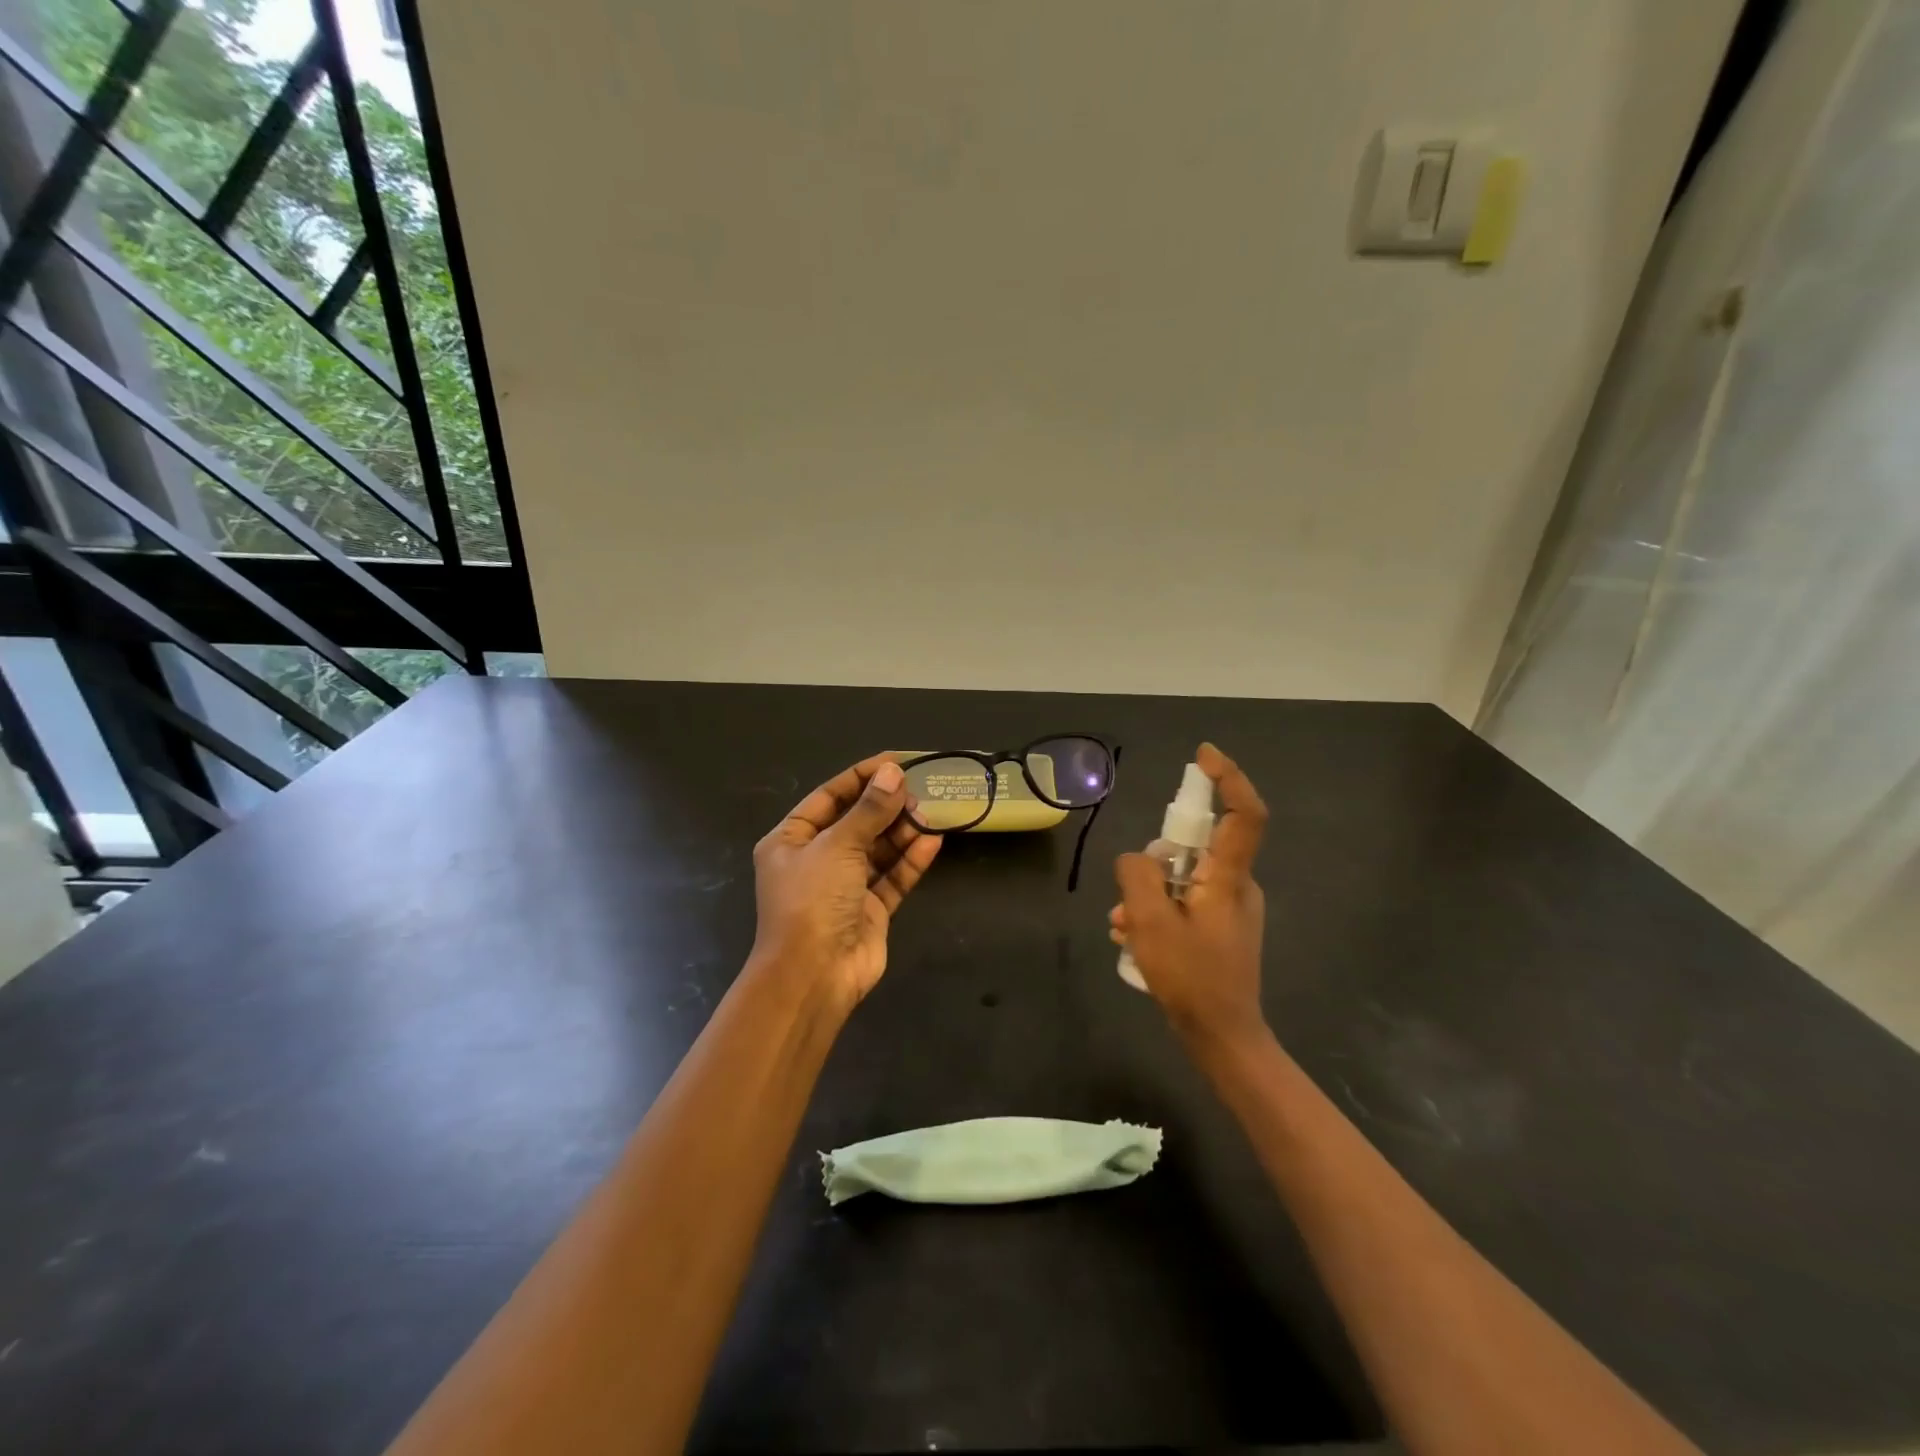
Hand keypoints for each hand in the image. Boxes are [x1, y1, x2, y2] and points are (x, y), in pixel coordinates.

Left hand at [751, 756, 941, 1010]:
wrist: (813, 976)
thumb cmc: (812, 900)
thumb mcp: (837, 846)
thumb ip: (869, 810)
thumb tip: (893, 772)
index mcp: (791, 840)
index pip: (829, 797)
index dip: (862, 777)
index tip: (896, 762)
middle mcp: (816, 860)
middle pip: (857, 822)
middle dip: (887, 806)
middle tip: (919, 792)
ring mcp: (844, 887)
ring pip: (878, 849)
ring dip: (902, 832)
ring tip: (929, 815)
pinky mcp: (869, 910)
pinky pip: (892, 878)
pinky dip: (911, 861)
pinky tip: (933, 842)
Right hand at [1110, 743, 1269, 1050]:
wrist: (1224, 1037)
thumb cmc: (1191, 978)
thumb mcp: (1150, 923)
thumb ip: (1138, 877)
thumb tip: (1138, 860)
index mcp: (1229, 878)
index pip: (1244, 814)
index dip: (1229, 778)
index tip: (1204, 756)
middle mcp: (1237, 886)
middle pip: (1197, 849)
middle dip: (1155, 863)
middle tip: (1128, 898)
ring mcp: (1231, 908)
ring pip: (1184, 879)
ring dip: (1149, 894)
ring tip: (1122, 926)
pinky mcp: (1222, 928)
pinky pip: (1186, 902)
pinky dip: (1158, 911)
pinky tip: (1133, 937)